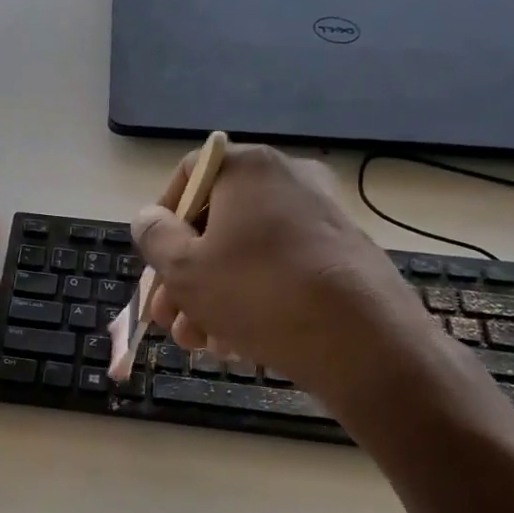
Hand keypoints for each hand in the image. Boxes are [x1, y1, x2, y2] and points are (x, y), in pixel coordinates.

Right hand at [131, 144, 447, 418]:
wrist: (363, 342)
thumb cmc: (258, 293)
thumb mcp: (184, 269)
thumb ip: (154, 238)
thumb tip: (150, 218)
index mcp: (248, 168)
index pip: (189, 175)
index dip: (162, 218)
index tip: (155, 262)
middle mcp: (288, 180)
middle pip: (216, 222)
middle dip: (184, 275)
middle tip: (168, 318)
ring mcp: (321, 217)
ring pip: (246, 252)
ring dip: (212, 296)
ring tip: (199, 343)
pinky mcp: (342, 255)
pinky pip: (281, 269)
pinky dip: (253, 299)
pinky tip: (236, 343)